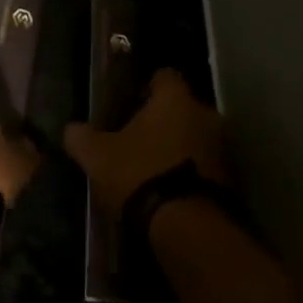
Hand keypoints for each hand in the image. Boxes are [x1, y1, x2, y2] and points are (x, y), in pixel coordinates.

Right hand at [65, 69, 227, 220]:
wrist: (186, 227)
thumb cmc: (139, 173)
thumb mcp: (96, 156)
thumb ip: (81, 136)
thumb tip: (72, 129)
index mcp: (175, 98)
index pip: (164, 76)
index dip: (146, 87)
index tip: (129, 103)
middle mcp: (205, 114)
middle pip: (182, 107)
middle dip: (163, 119)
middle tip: (137, 137)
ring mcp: (222, 146)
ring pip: (195, 135)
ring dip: (178, 145)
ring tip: (152, 166)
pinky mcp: (231, 178)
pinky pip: (204, 163)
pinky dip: (189, 169)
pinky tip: (168, 187)